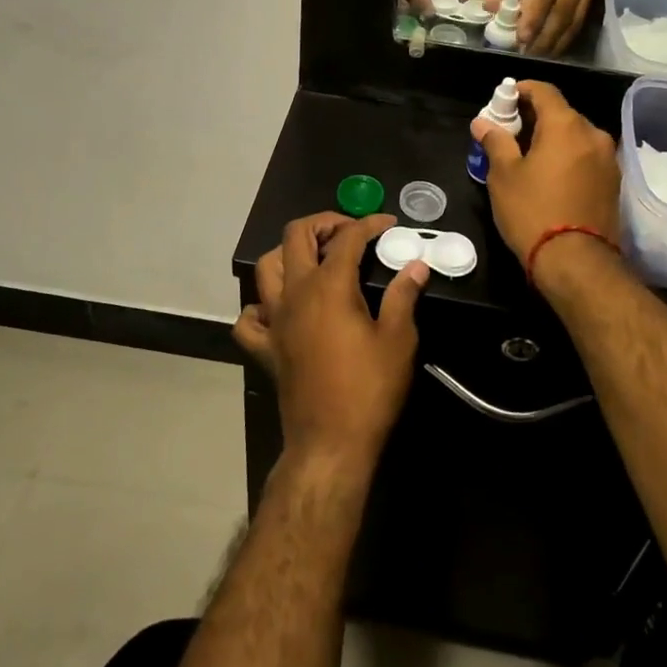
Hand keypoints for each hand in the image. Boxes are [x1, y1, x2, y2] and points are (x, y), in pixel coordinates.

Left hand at [235, 212, 429, 471]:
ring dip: (289, 254)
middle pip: (296, 236)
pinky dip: (261, 306)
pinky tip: (280, 309)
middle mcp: (296, 293)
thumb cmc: (369, 390)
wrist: (331, 444)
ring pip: (267, 267)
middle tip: (349, 232)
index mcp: (329, 286)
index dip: (369, 224)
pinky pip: (250, 318)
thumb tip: (416, 265)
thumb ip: (403, 296)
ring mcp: (275, 320)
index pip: (347, 238)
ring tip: (315, 259)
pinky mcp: (265, 348)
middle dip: (323, 223)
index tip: (388, 225)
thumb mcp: (398, 340)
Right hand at [472, 81, 619, 262]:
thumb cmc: (533, 212)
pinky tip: (550, 176)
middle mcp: (593, 134)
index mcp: (566, 125)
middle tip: (509, 132)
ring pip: (575, 136)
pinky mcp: (614, 182)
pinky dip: (567, 157)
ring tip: (528, 157)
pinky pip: (586, 157)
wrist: (577, 263)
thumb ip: (495, 141)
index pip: (544, 91)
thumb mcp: (503, 176)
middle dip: (535, 117)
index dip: (521, 90)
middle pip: (561, 113)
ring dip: (552, 138)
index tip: (502, 100)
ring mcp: (608, 159)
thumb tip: (483, 122)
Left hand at [499, 0, 596, 56]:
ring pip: (574, 19)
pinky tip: (551, 50)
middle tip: (528, 53)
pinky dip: (565, 38)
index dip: (534, 16)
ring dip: (555, 41)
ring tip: (537, 56)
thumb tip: (496, 11)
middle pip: (563, 8)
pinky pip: (579, 21)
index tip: (521, 38)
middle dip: (545, 35)